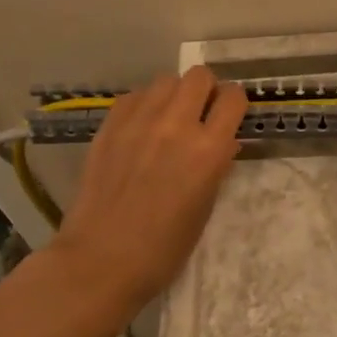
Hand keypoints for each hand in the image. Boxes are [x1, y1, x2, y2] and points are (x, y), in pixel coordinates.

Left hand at [48, 66, 247, 314]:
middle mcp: (176, 125)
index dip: (234, 104)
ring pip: (166, 80)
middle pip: (199, 76)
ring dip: (175, 95)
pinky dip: (145, 105)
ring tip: (169, 119)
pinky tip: (141, 128)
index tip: (230, 116)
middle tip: (201, 113)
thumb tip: (223, 142)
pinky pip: (135, 96)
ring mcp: (139, 121)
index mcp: (208, 149)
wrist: (101, 260)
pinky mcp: (110, 126)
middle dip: (206, 90)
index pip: (233, 98)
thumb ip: (216, 167)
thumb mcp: (205, 207)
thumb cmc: (164, 248)